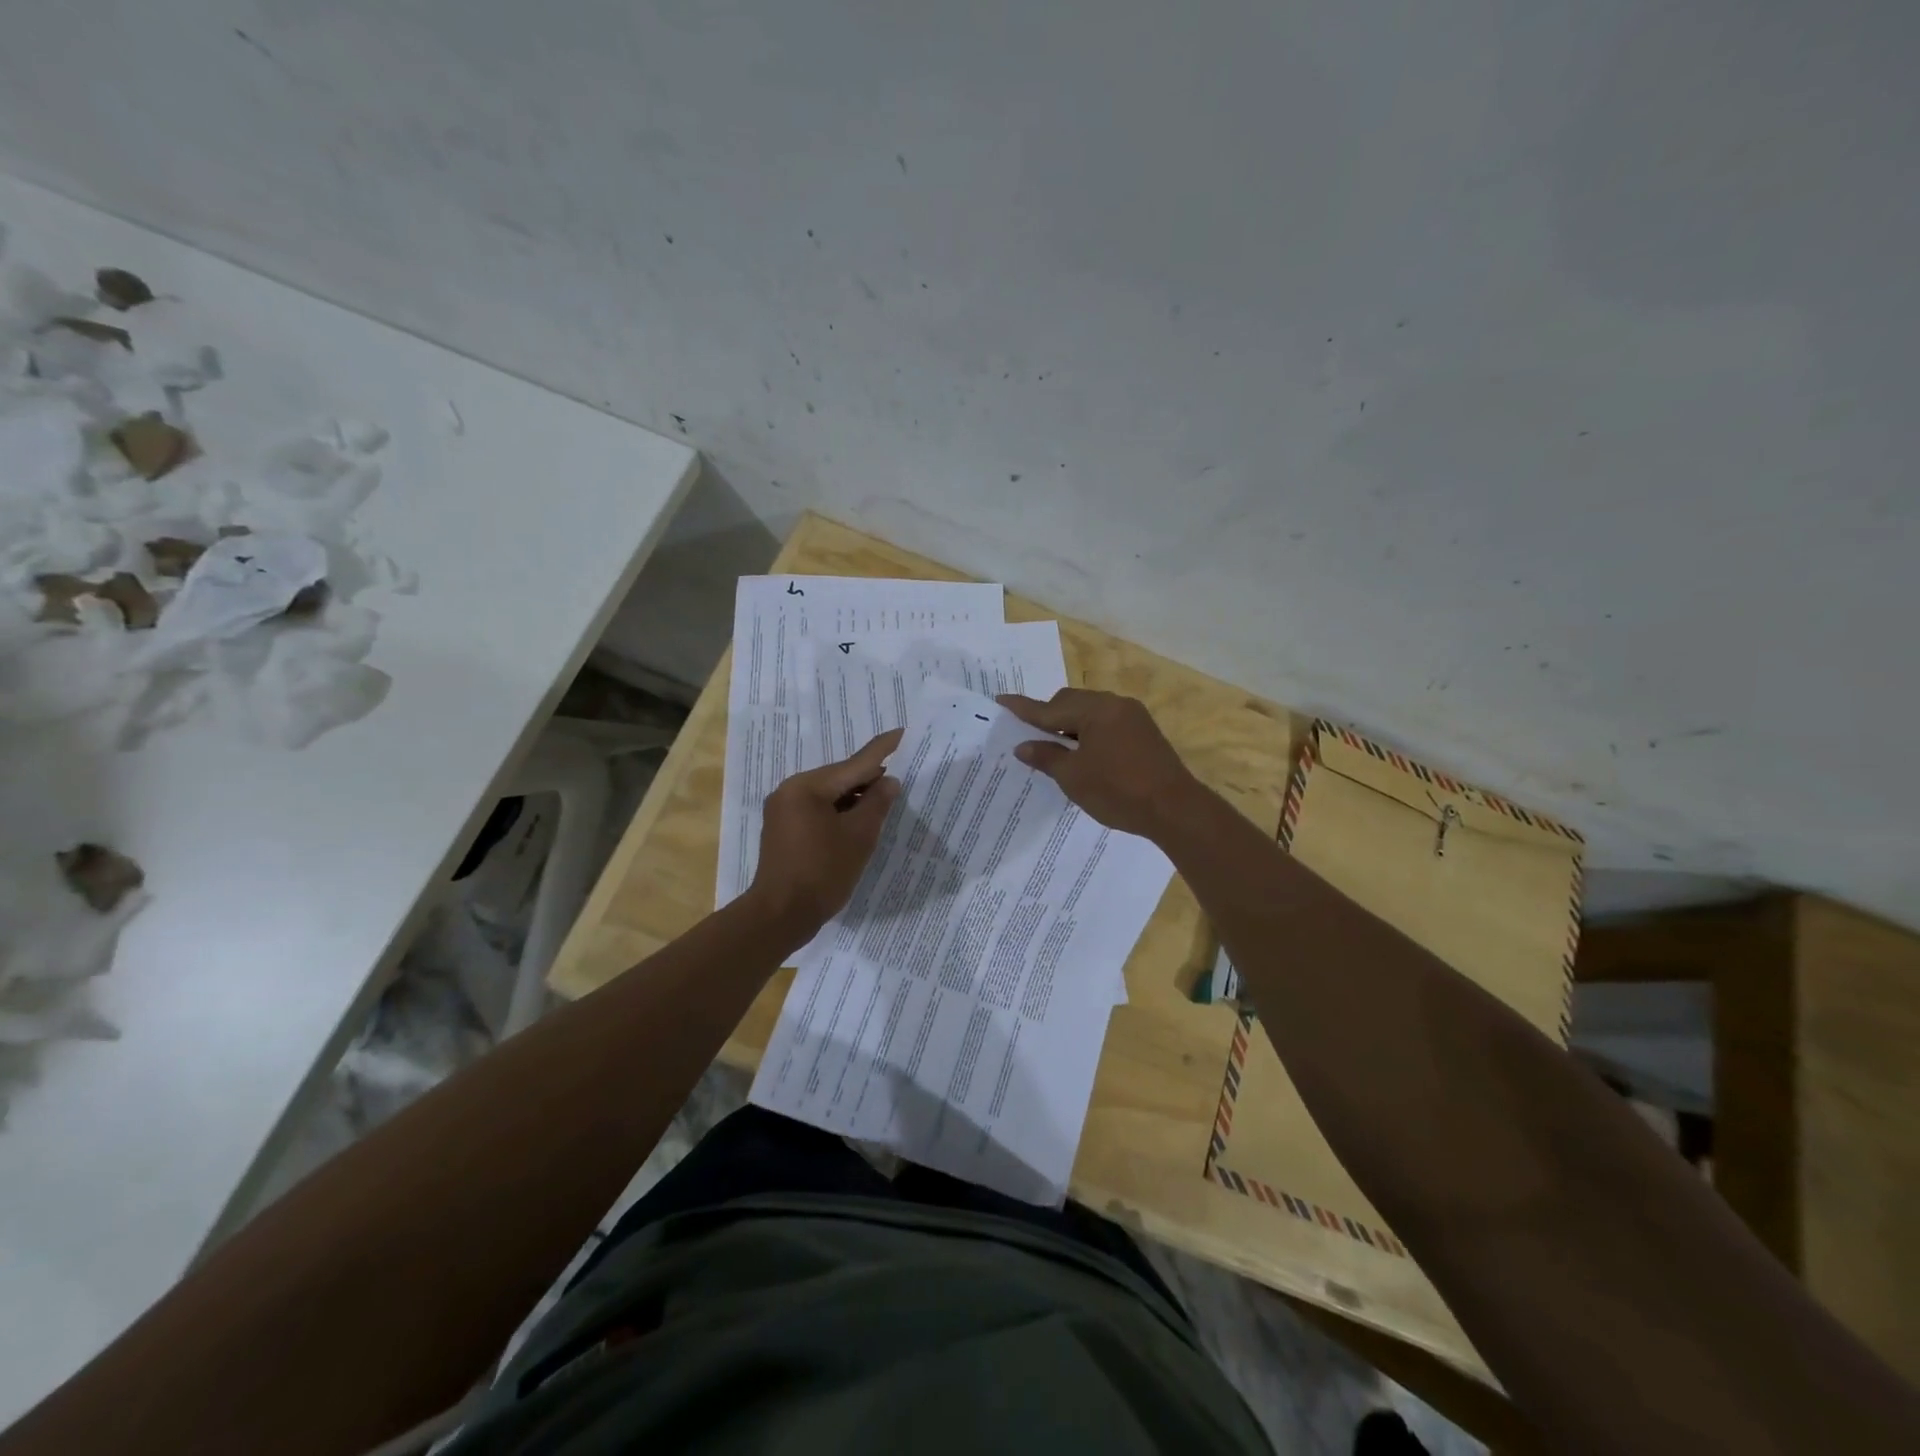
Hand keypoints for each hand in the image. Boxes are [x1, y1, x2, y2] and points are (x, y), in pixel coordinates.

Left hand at [747, 728, 902, 936]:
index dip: (882, 751)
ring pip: (829, 795)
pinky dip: (840, 813)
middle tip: (901, 780)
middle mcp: (790, 791)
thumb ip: (877, 804)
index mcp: (807, 787)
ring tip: (885, 804)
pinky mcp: (783, 830)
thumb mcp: (858, 837)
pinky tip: (859, 822)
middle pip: (840, 778)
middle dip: (870, 780)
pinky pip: (818, 811)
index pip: (854, 764)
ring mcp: (783, 811)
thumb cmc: (822, 873)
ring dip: (856, 799)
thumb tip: (889, 781)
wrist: (780, 916)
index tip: (902, 733)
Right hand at [997, 689, 1200, 839]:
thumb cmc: (1118, 791)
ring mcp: (1133, 717)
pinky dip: (1089, 733)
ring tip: (1057, 749)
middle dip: (1049, 717)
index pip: (1050, 708)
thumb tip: (1023, 746)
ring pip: (1090, 712)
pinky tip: (1084, 754)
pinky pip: (1106, 723)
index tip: (1001, 699)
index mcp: (1095, 710)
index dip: (1023, 708)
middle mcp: (1115, 704)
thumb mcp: (1074, 777)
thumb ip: (1046, 757)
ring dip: (1071, 726)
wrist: (1175, 809)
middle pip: (1071, 703)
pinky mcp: (1144, 732)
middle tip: (1032, 737)